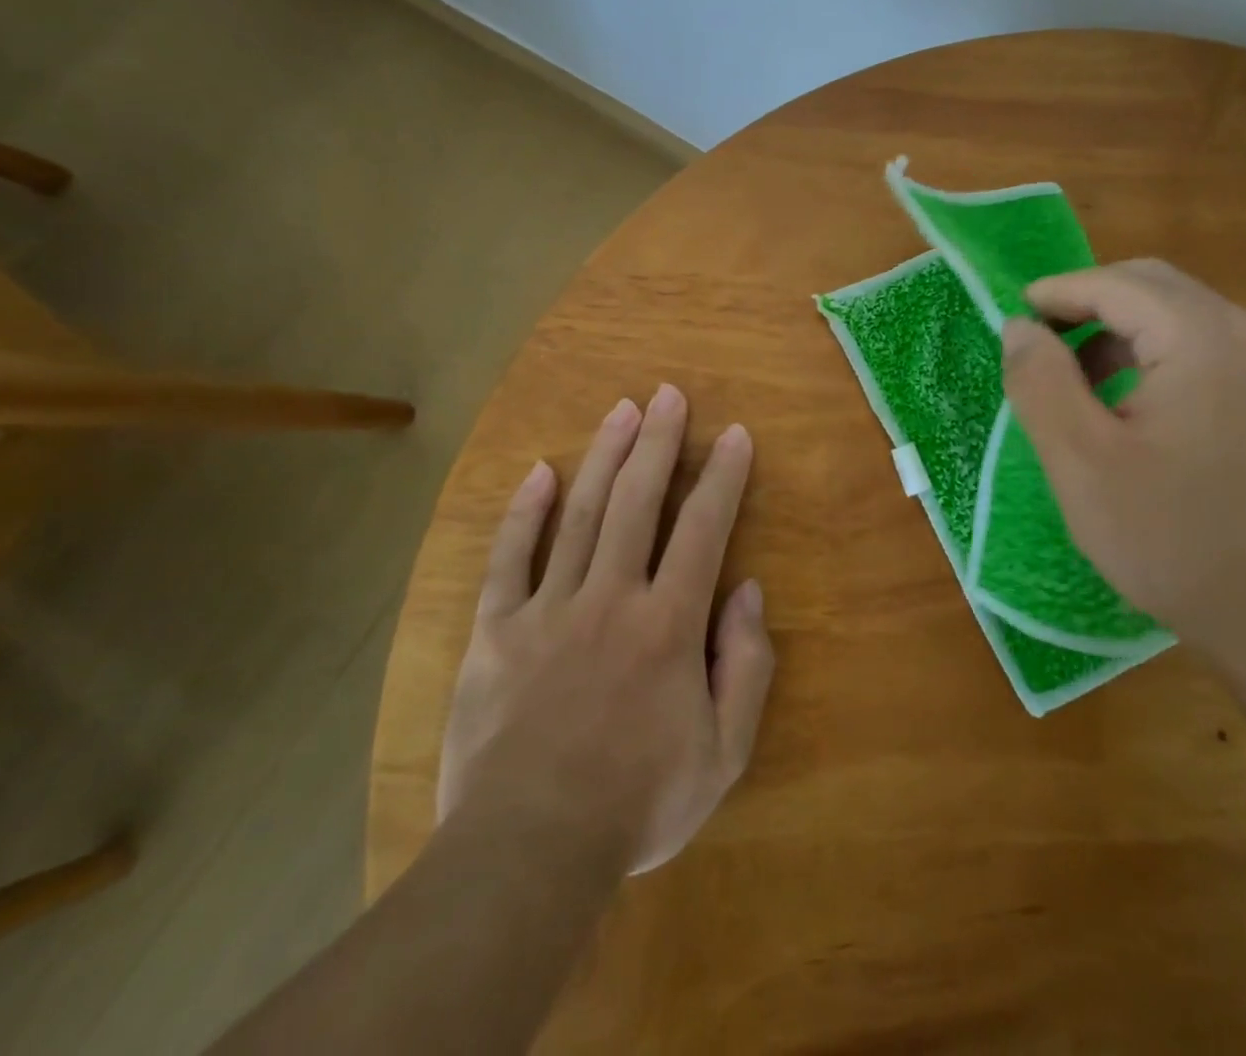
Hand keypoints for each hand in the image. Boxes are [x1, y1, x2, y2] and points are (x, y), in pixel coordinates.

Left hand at [436, 385, 773, 874]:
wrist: (527, 852)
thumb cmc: (637, 802)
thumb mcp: (722, 753)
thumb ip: (746, 666)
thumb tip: (749, 592)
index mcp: (668, 623)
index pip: (703, 530)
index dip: (723, 477)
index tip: (735, 435)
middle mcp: (611, 597)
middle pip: (638, 501)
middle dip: (659, 442)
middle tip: (669, 394)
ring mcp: (549, 608)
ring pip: (581, 513)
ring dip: (605, 456)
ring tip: (622, 410)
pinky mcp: (497, 630)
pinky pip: (510, 558)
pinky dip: (524, 512)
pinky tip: (539, 472)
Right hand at [1001, 259, 1245, 671]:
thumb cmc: (1171, 540)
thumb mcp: (1081, 461)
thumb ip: (1041, 381)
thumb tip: (1019, 327)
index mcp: (1204, 341)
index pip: (1117, 285)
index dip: (1057, 292)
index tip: (1012, 317)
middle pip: (1153, 287)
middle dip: (1088, 302)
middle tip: (1039, 342)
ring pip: (1178, 315)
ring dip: (1119, 329)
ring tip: (1075, 378)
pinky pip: (1202, 348)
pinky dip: (1151, 354)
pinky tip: (1125, 402)